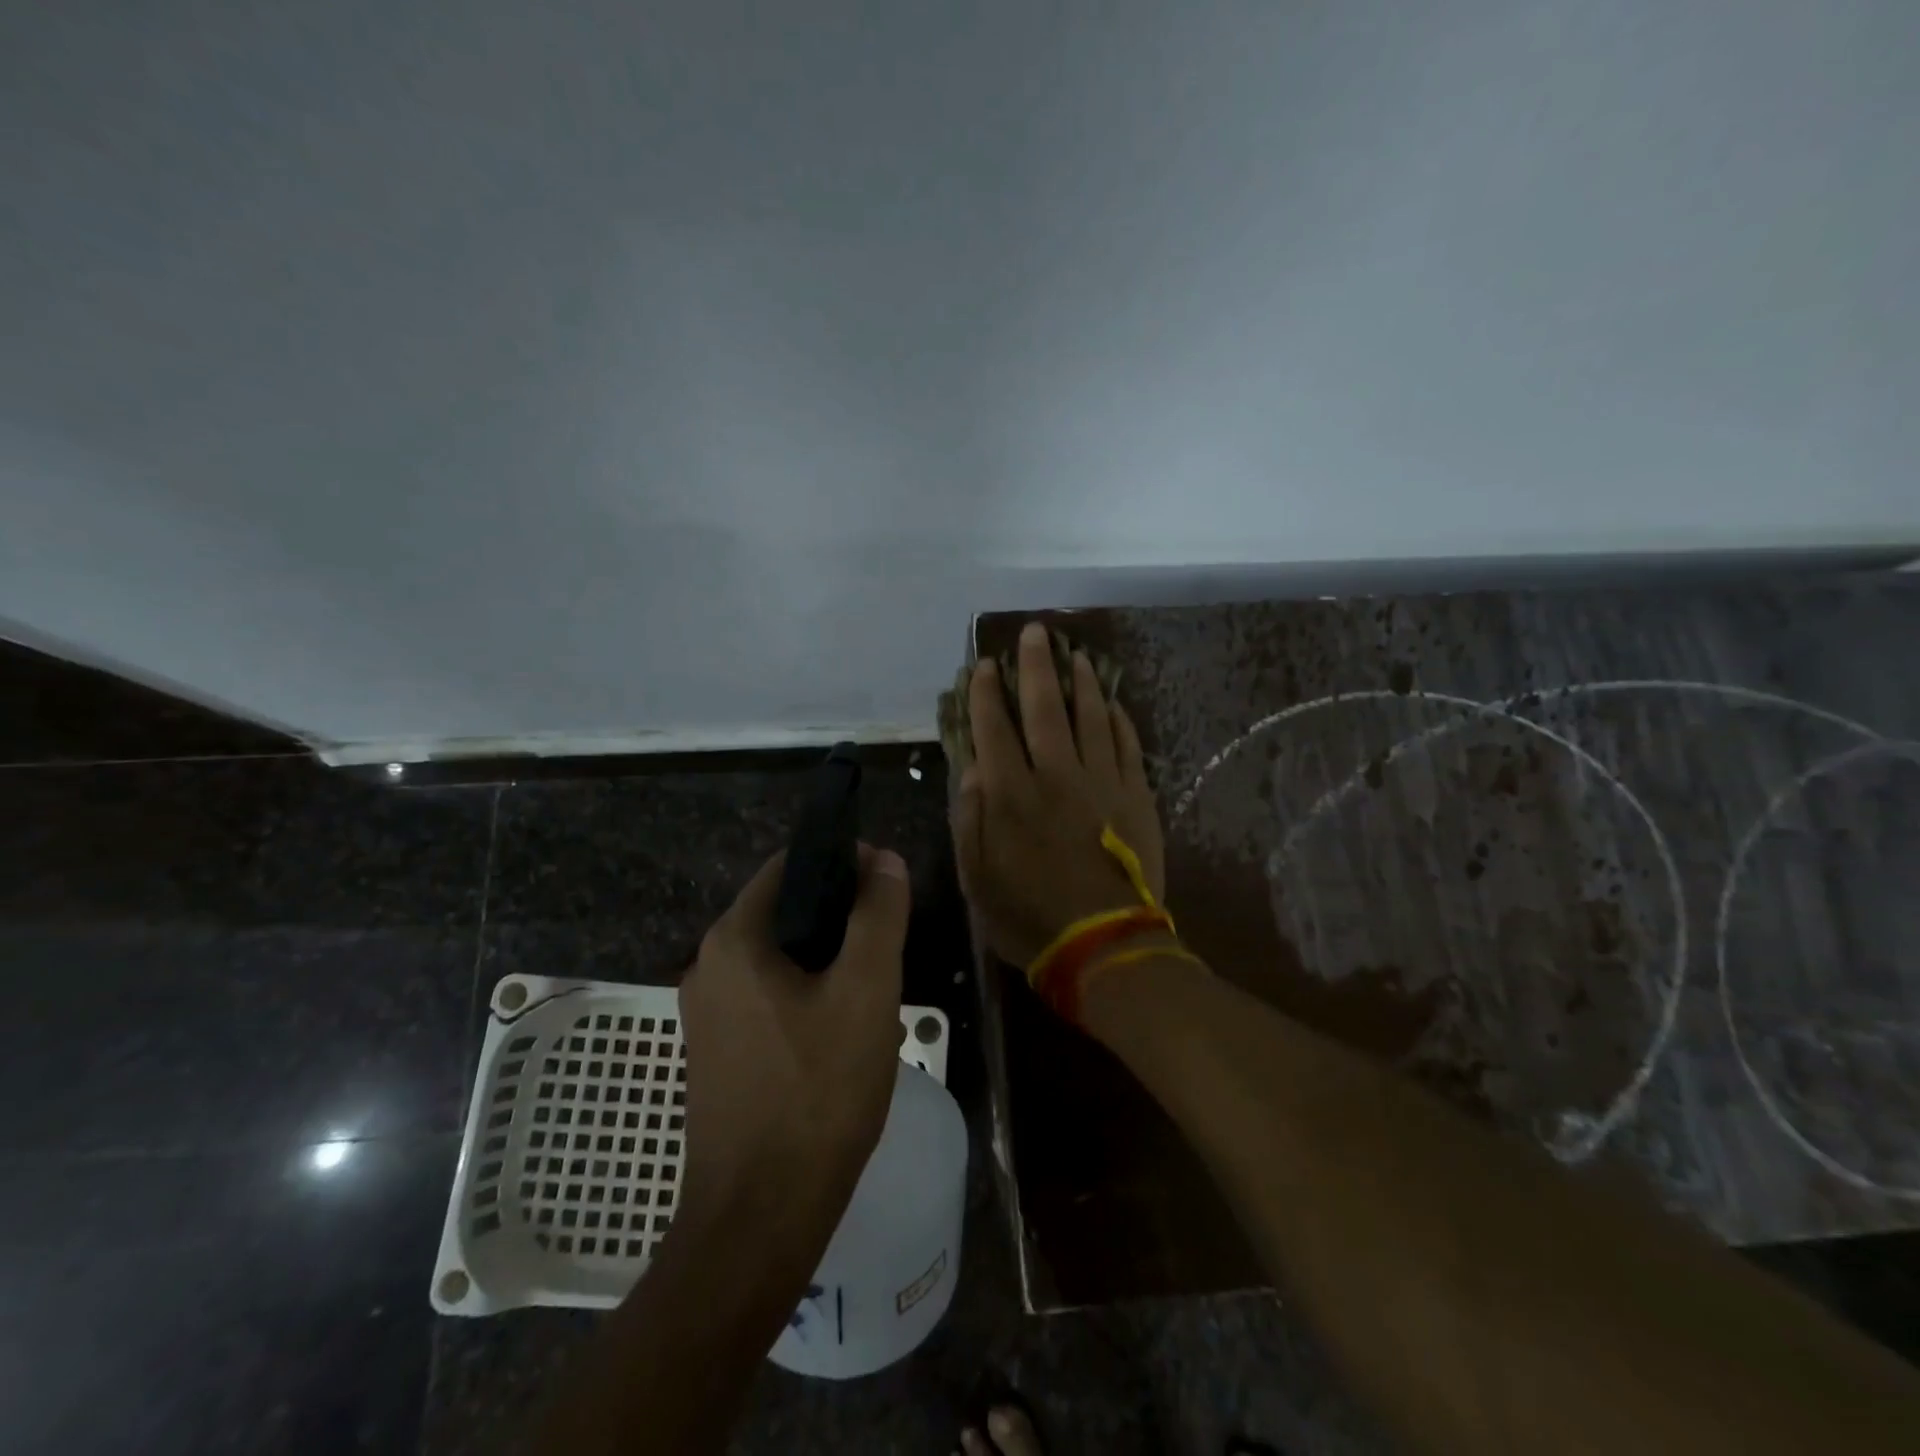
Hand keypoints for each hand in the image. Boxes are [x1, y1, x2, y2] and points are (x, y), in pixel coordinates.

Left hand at [677, 845, 910, 1236]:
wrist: (760, 1218)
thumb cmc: (818, 1092)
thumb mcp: (865, 991)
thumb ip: (877, 915)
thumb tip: (885, 860)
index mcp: (734, 939)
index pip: (790, 865)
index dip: (843, 862)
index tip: (888, 884)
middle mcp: (708, 965)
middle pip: (784, 911)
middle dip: (840, 916)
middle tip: (889, 943)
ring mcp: (708, 1012)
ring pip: (780, 957)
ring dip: (827, 958)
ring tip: (875, 986)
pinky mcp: (717, 1051)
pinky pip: (768, 996)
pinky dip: (807, 993)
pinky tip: (844, 1028)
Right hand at [951, 619, 1165, 967]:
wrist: (1104, 945)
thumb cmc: (1029, 917)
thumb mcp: (977, 878)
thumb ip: (970, 818)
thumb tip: (973, 768)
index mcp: (1011, 795)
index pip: (994, 729)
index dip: (985, 693)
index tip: (982, 665)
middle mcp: (1056, 775)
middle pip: (1044, 707)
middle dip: (1035, 666)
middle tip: (1034, 633)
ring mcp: (1102, 782)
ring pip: (1091, 717)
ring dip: (1082, 682)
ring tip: (1076, 654)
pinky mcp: (1137, 796)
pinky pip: (1129, 746)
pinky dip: (1120, 720)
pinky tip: (1114, 703)